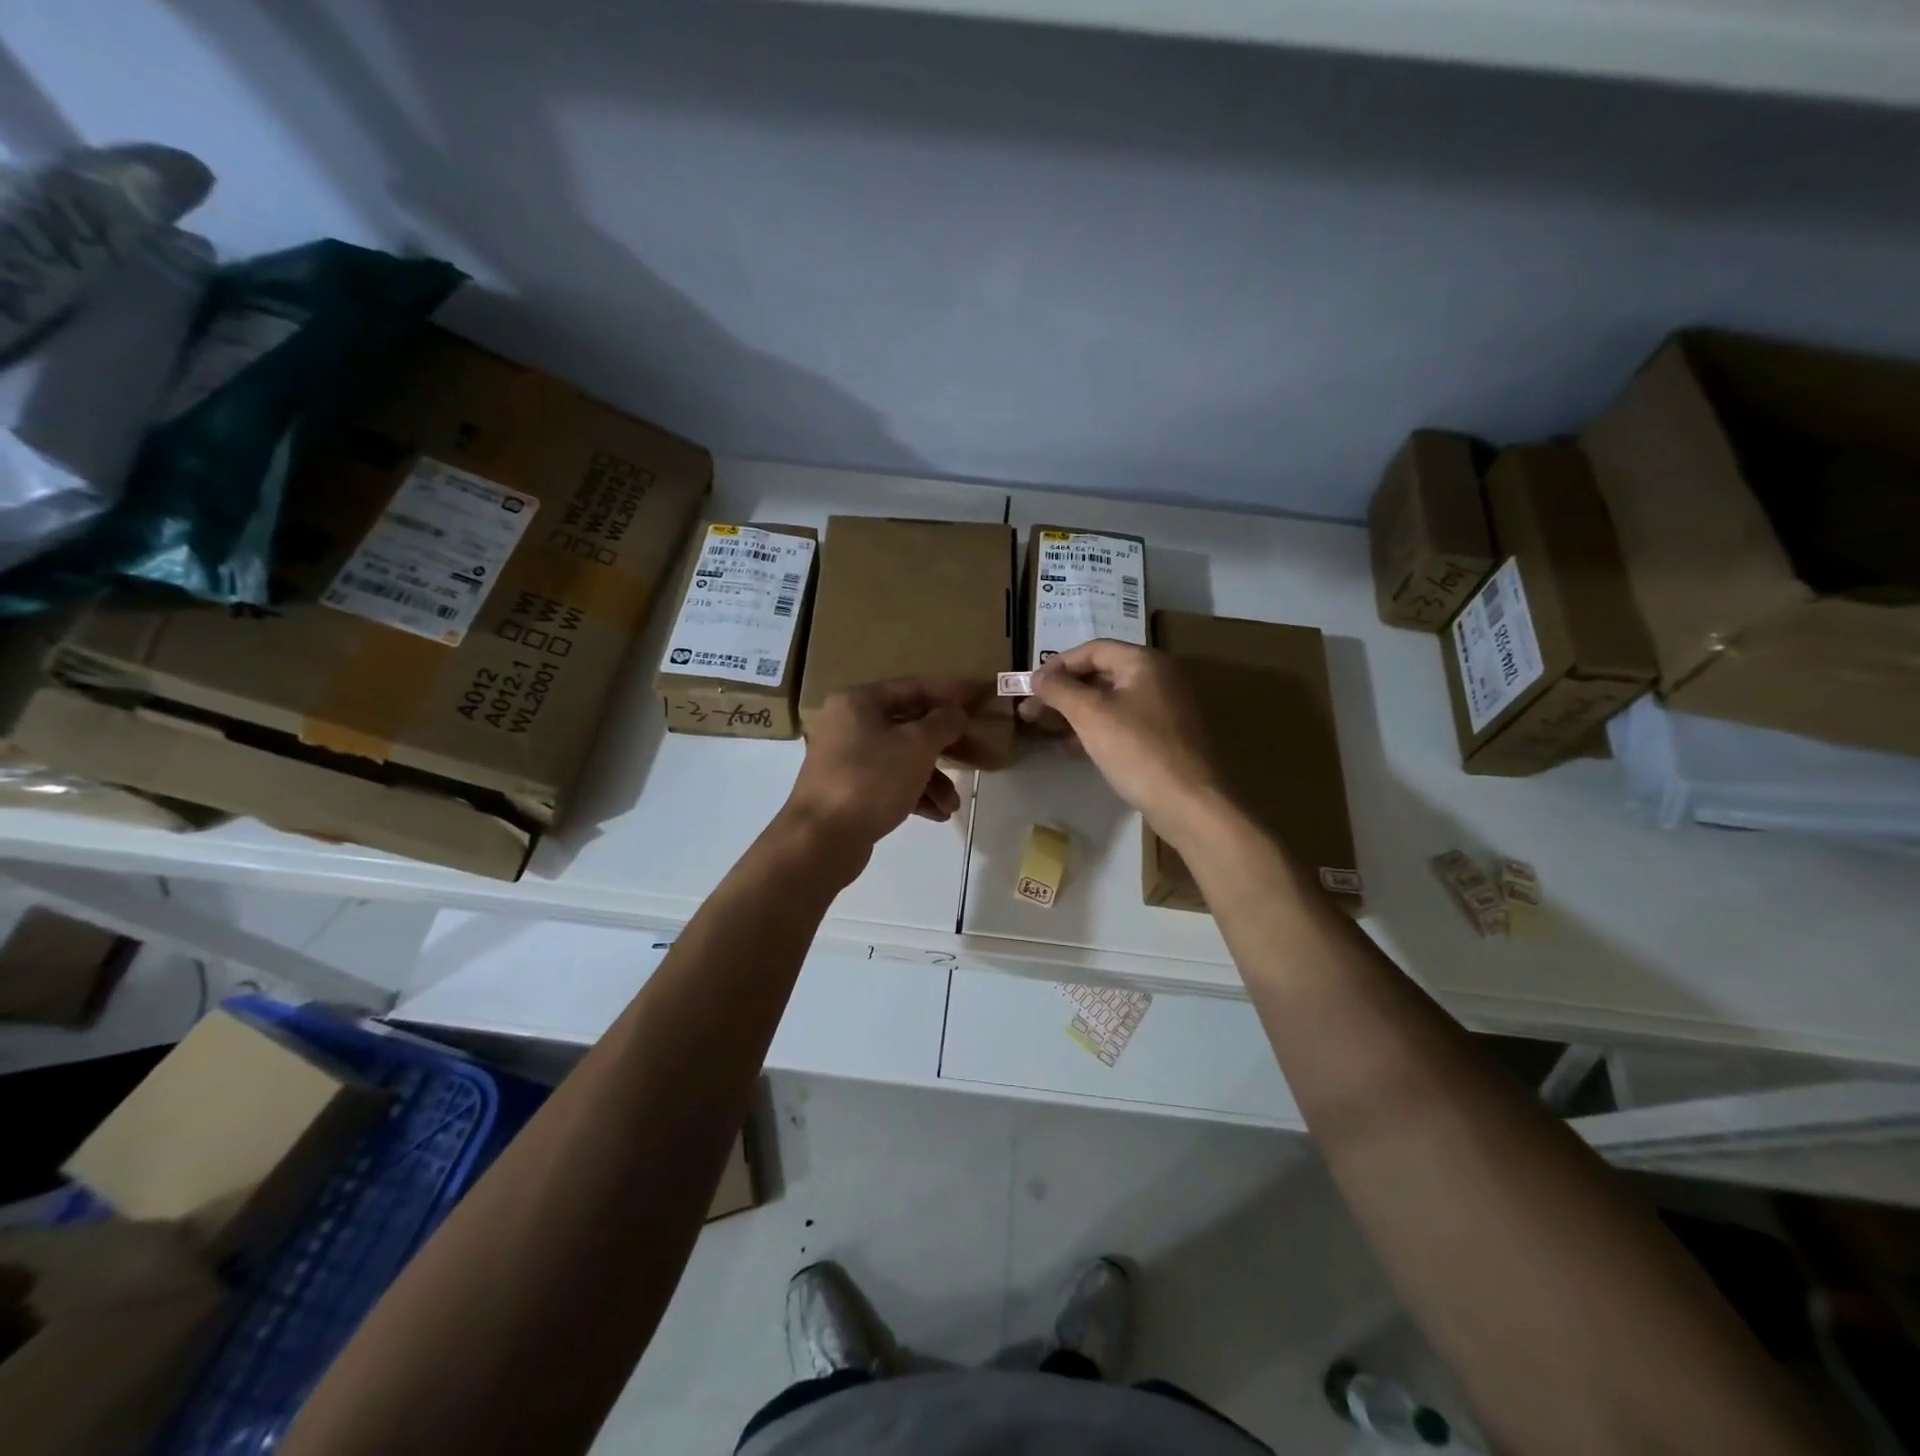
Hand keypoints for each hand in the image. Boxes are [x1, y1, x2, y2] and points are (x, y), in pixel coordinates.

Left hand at [781, 677, 980, 870]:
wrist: (820, 839)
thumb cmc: (871, 780)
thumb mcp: (916, 746)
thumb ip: (943, 723)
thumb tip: (955, 714)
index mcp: (860, 701)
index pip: (914, 687)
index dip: (951, 692)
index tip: (980, 695)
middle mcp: (850, 724)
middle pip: (909, 726)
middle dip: (945, 746)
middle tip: (977, 755)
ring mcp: (847, 759)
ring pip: (902, 759)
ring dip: (933, 779)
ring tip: (952, 804)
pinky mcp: (850, 790)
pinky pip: (890, 783)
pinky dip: (915, 794)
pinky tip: (938, 815)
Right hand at [1018, 640, 1226, 842]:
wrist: (1190, 803)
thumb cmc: (1138, 750)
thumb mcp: (1090, 715)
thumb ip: (1059, 689)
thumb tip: (1037, 676)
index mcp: (1144, 662)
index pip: (1092, 650)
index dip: (1057, 665)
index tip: (1030, 686)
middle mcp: (1158, 678)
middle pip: (1100, 674)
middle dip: (1062, 692)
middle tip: (1030, 711)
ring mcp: (1164, 709)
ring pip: (1109, 701)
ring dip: (1074, 712)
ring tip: (1043, 730)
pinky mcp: (1164, 737)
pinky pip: (1122, 723)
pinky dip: (1095, 729)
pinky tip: (1073, 748)